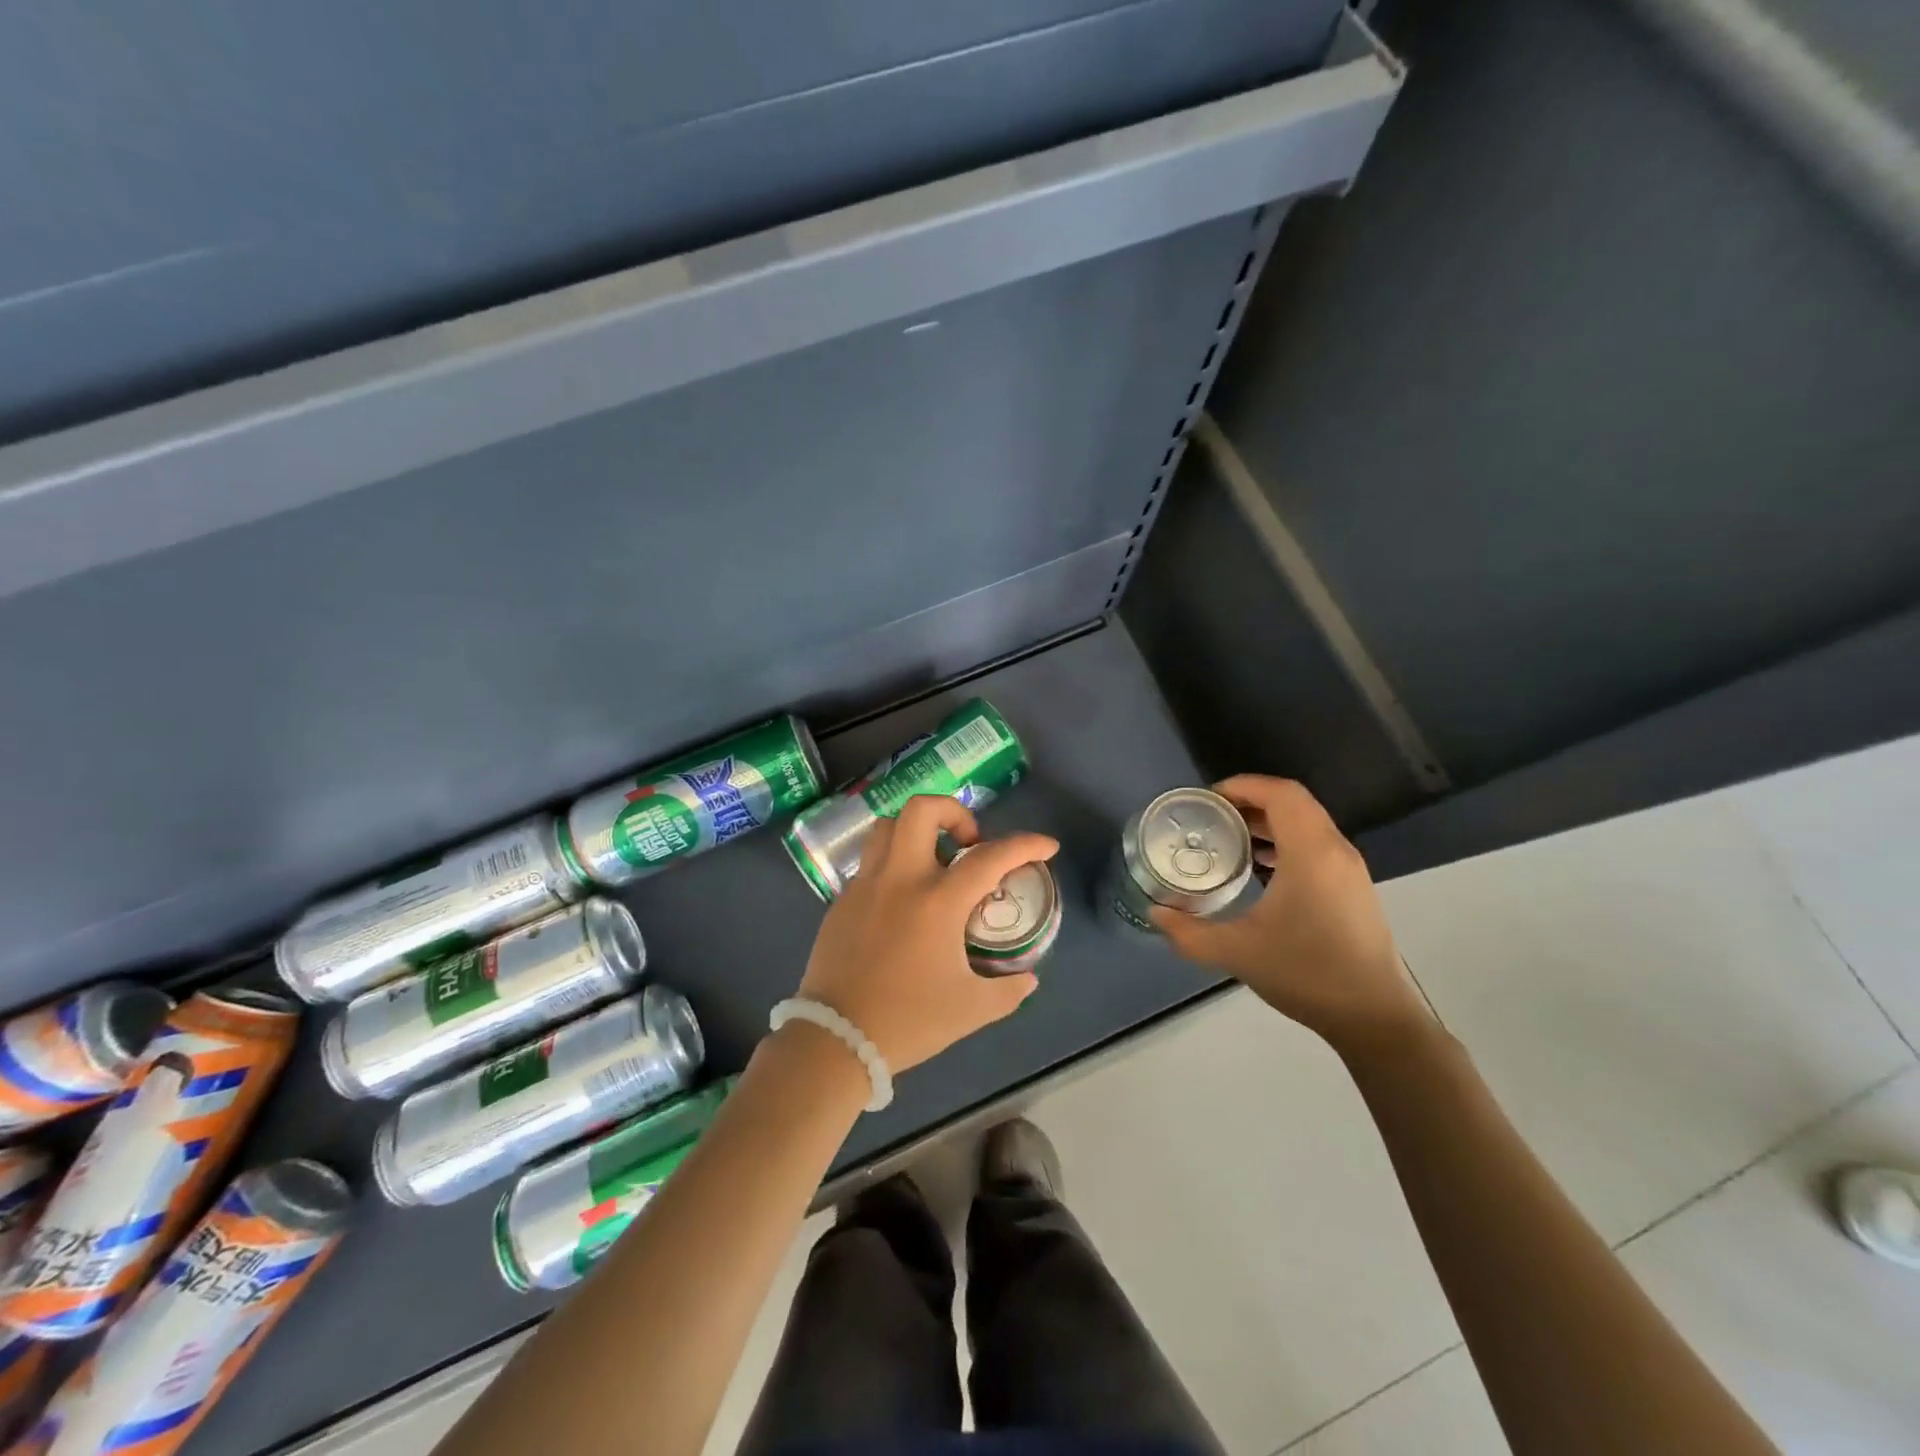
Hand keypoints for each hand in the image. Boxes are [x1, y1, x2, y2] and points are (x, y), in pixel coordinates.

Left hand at [795, 796, 1058, 1073]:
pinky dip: (893, 863)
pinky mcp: (842, 901)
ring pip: (888, 826)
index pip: (989, 856)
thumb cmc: (909, 1021)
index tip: (1047, 846)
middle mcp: (900, 879)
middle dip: (954, 811)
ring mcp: (865, 885)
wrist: (836, 1040)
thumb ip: (1007, 990)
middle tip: (968, 843)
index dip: (1025, 844)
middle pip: (923, 810)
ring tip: (934, 860)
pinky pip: (870, 862)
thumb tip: (1027, 979)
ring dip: (917, 830)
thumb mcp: (971, 1010)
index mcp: (937, 901)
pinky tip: (903, 898)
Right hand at [1153, 775, 1432, 1055]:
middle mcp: (1335, 851)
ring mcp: (1349, 870)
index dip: (1244, 785)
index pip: (1281, 794)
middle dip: (1251, 801)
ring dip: (1269, 821)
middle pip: (1294, 803)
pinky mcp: (1354, 888)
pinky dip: (1286, 841)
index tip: (1209, 798)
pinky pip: (1317, 844)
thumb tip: (1155, 913)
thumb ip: (1189, 932)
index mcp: (1311, 854)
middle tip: (1212, 815)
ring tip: (1231, 838)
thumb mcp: (1237, 953)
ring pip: (1308, 823)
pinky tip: (1261, 868)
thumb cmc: (1306, 973)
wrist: (1373, 1017)